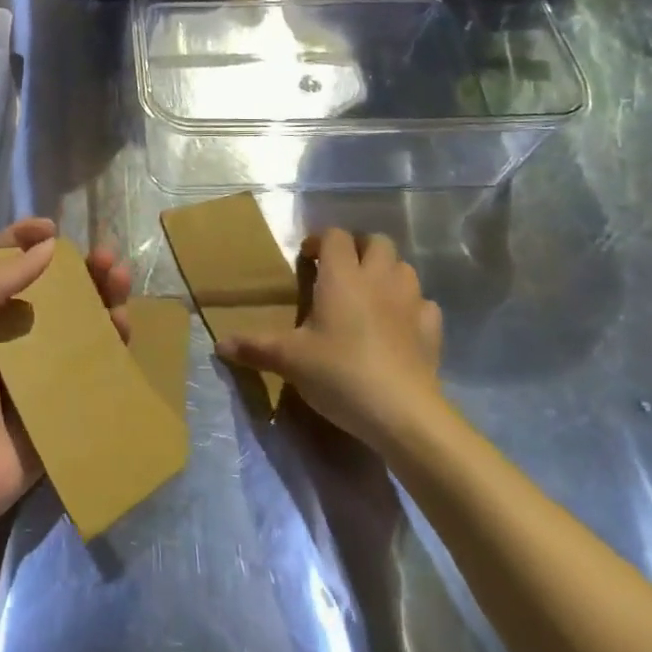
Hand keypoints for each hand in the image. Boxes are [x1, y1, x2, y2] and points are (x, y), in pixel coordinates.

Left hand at [0, 217, 131, 521]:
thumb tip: (48, 247)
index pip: (8, 259)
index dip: (28, 238)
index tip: (52, 228)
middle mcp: (17, 326)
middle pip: (56, 284)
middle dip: (83, 265)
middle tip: (105, 257)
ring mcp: (46, 359)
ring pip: (82, 315)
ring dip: (104, 292)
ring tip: (120, 280)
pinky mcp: (68, 390)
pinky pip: (96, 356)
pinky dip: (113, 335)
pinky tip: (123, 322)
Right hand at [217, 228, 445, 450]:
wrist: (403, 414)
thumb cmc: (340, 374)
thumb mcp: (290, 360)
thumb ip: (254, 347)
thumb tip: (219, 344)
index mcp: (342, 276)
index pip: (336, 236)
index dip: (320, 242)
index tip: (307, 262)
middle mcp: (378, 279)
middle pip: (377, 242)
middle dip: (359, 249)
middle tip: (340, 273)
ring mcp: (410, 302)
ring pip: (404, 268)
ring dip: (387, 273)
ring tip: (370, 295)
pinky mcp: (432, 330)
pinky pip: (424, 304)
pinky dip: (412, 307)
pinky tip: (398, 325)